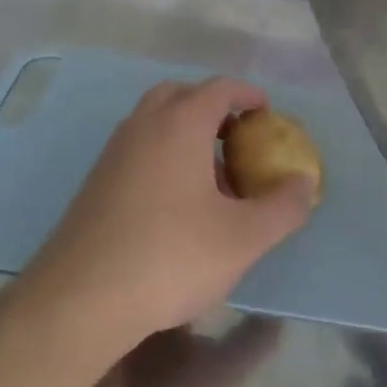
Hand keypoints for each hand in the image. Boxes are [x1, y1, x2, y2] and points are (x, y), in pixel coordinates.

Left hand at [23, 79, 317, 347]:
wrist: (81, 298)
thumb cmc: (172, 257)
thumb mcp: (244, 238)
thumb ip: (283, 207)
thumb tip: (305, 183)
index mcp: (180, 124)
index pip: (219, 88)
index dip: (247, 95)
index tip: (266, 113)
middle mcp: (143, 125)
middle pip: (181, 95)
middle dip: (212, 107)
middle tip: (236, 138)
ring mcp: (113, 152)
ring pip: (154, 122)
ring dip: (185, 133)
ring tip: (211, 176)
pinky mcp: (95, 181)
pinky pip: (137, 149)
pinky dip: (162, 155)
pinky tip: (175, 203)